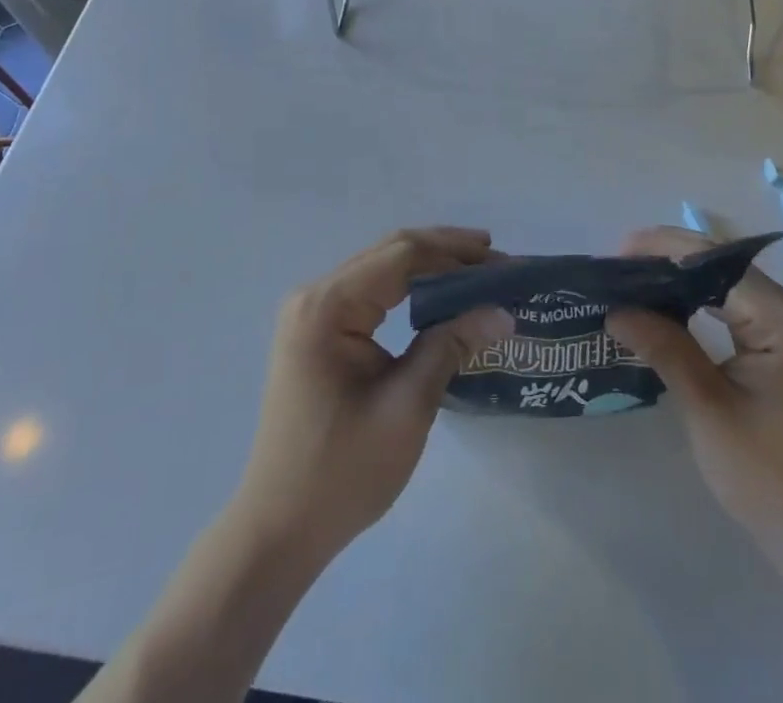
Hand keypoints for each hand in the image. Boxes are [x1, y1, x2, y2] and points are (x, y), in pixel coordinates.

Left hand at [230, 227, 512, 563]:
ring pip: (380, 268)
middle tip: (497, 260)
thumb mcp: (407, 407)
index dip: (455, 252)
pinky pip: (369, 292)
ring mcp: (311, 313)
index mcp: (327, 306)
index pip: (401, 256)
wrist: (278, 530)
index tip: (501, 260)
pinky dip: (408, 288)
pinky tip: (438, 296)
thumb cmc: (342, 472)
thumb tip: (503, 313)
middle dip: (446, 251)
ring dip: (428, 266)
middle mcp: (314, 296)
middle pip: (390, 252)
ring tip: (477, 271)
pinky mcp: (316, 332)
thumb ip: (451, 346)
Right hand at [604, 226, 782, 555]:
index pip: (715, 262)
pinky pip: (736, 311)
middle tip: (617, 271)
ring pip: (727, 287)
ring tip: (633, 286)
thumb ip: (664, 348)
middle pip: (722, 268)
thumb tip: (616, 309)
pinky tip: (668, 313)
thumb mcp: (708, 408)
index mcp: (782, 318)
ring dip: (681, 283)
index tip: (617, 255)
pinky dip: (699, 306)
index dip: (664, 250)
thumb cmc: (768, 475)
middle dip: (668, 263)